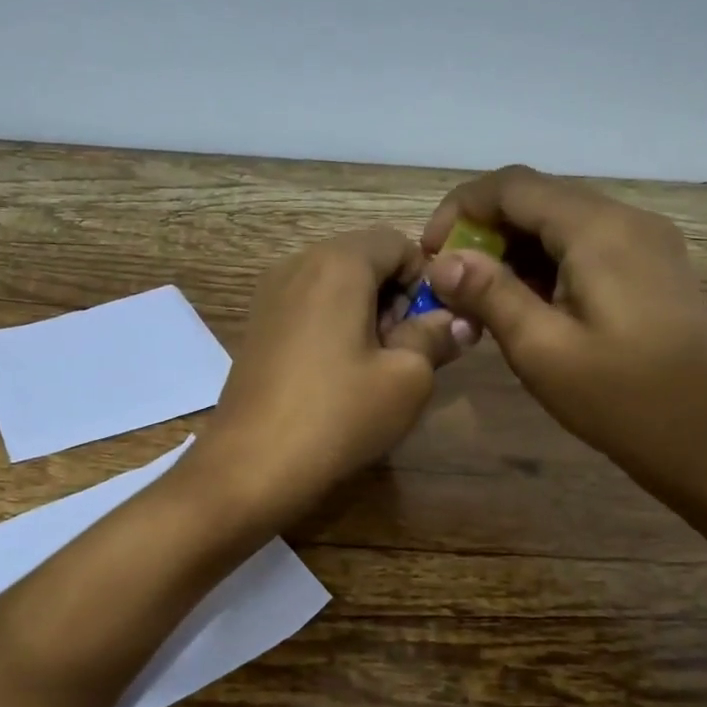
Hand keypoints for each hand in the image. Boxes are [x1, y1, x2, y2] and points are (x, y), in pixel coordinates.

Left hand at [190, 227, 461, 527]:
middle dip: (395, 297)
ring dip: (365, 314)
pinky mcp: (257, 326)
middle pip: (364, 260)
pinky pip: (308, 307)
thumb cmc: (337, 415)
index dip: (426, 280)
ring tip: (370, 369)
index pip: (398, 242)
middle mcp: (297, 264)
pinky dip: (333, 326)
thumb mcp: (406, 379)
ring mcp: (270, 295)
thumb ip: (436, 337)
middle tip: (404, 353)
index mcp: (337, 262)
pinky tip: (335, 376)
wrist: (249, 465)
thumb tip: (457, 321)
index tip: (430, 329)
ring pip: (335, 285)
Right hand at [422, 165, 706, 483]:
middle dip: (484, 230)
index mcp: (598, 229)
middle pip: (538, 197)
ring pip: (561, 220)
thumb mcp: (541, 349)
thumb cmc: (620, 398)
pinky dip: (545, 261)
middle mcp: (626, 218)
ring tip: (482, 298)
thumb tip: (443, 261)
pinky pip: (585, 243)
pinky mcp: (651, 265)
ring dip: (513, 248)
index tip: (431, 255)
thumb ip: (489, 294)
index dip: (461, 208)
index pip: (513, 185)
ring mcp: (645, 240)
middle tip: (452, 281)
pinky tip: (527, 303)